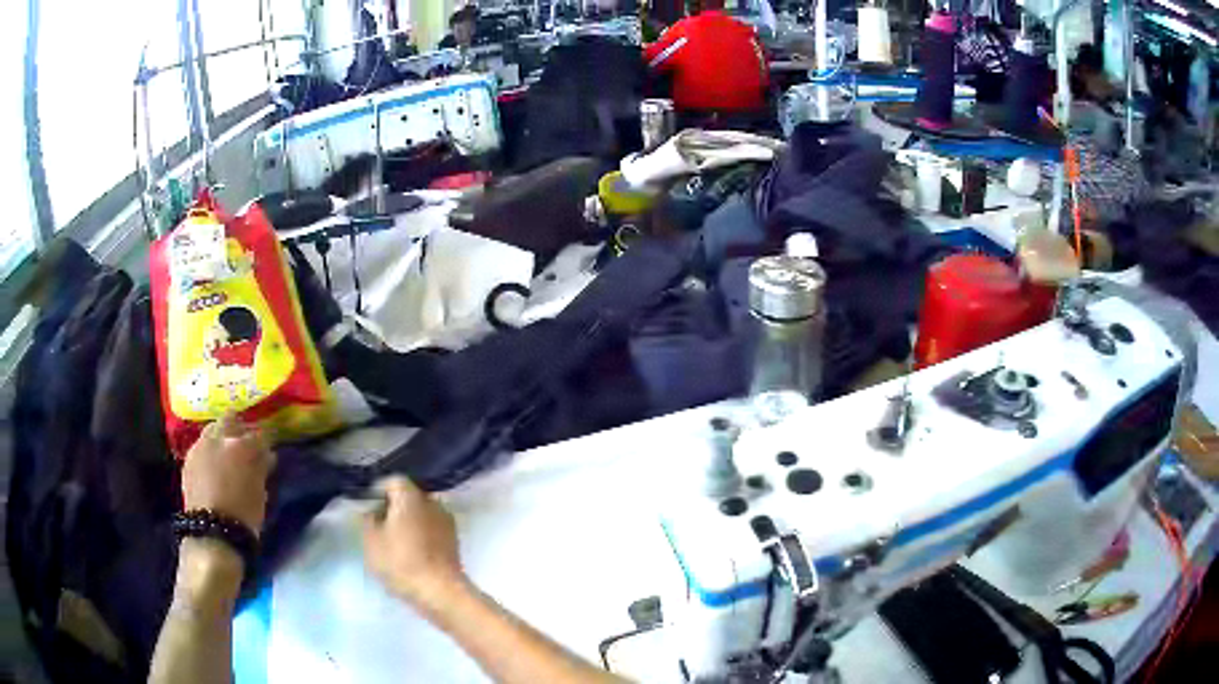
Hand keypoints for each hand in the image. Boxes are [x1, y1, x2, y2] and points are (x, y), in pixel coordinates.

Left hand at [181, 415, 273, 535]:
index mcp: (241, 446)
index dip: (264, 441)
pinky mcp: (188, 459)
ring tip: (227, 454)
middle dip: (239, 428)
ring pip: (212, 430)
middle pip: (230, 420)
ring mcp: (200, 446)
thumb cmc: (244, 515)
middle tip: (245, 444)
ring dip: (221, 438)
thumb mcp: (260, 492)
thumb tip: (266, 455)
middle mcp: (218, 438)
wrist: (212, 534)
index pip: (259, 434)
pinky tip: (213, 466)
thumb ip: (261, 467)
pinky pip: (201, 446)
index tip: (267, 450)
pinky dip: (209, 451)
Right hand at [361, 476, 466, 611]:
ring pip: (422, 513)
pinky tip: (411, 551)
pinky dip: (421, 534)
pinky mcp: (454, 540)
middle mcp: (432, 502)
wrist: (440, 591)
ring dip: (409, 521)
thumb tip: (374, 511)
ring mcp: (447, 521)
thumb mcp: (372, 540)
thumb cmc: (401, 562)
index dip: (378, 491)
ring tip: (394, 540)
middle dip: (394, 506)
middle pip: (409, 496)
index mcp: (411, 496)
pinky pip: (432, 529)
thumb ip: (369, 520)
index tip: (368, 506)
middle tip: (379, 524)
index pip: (393, 481)